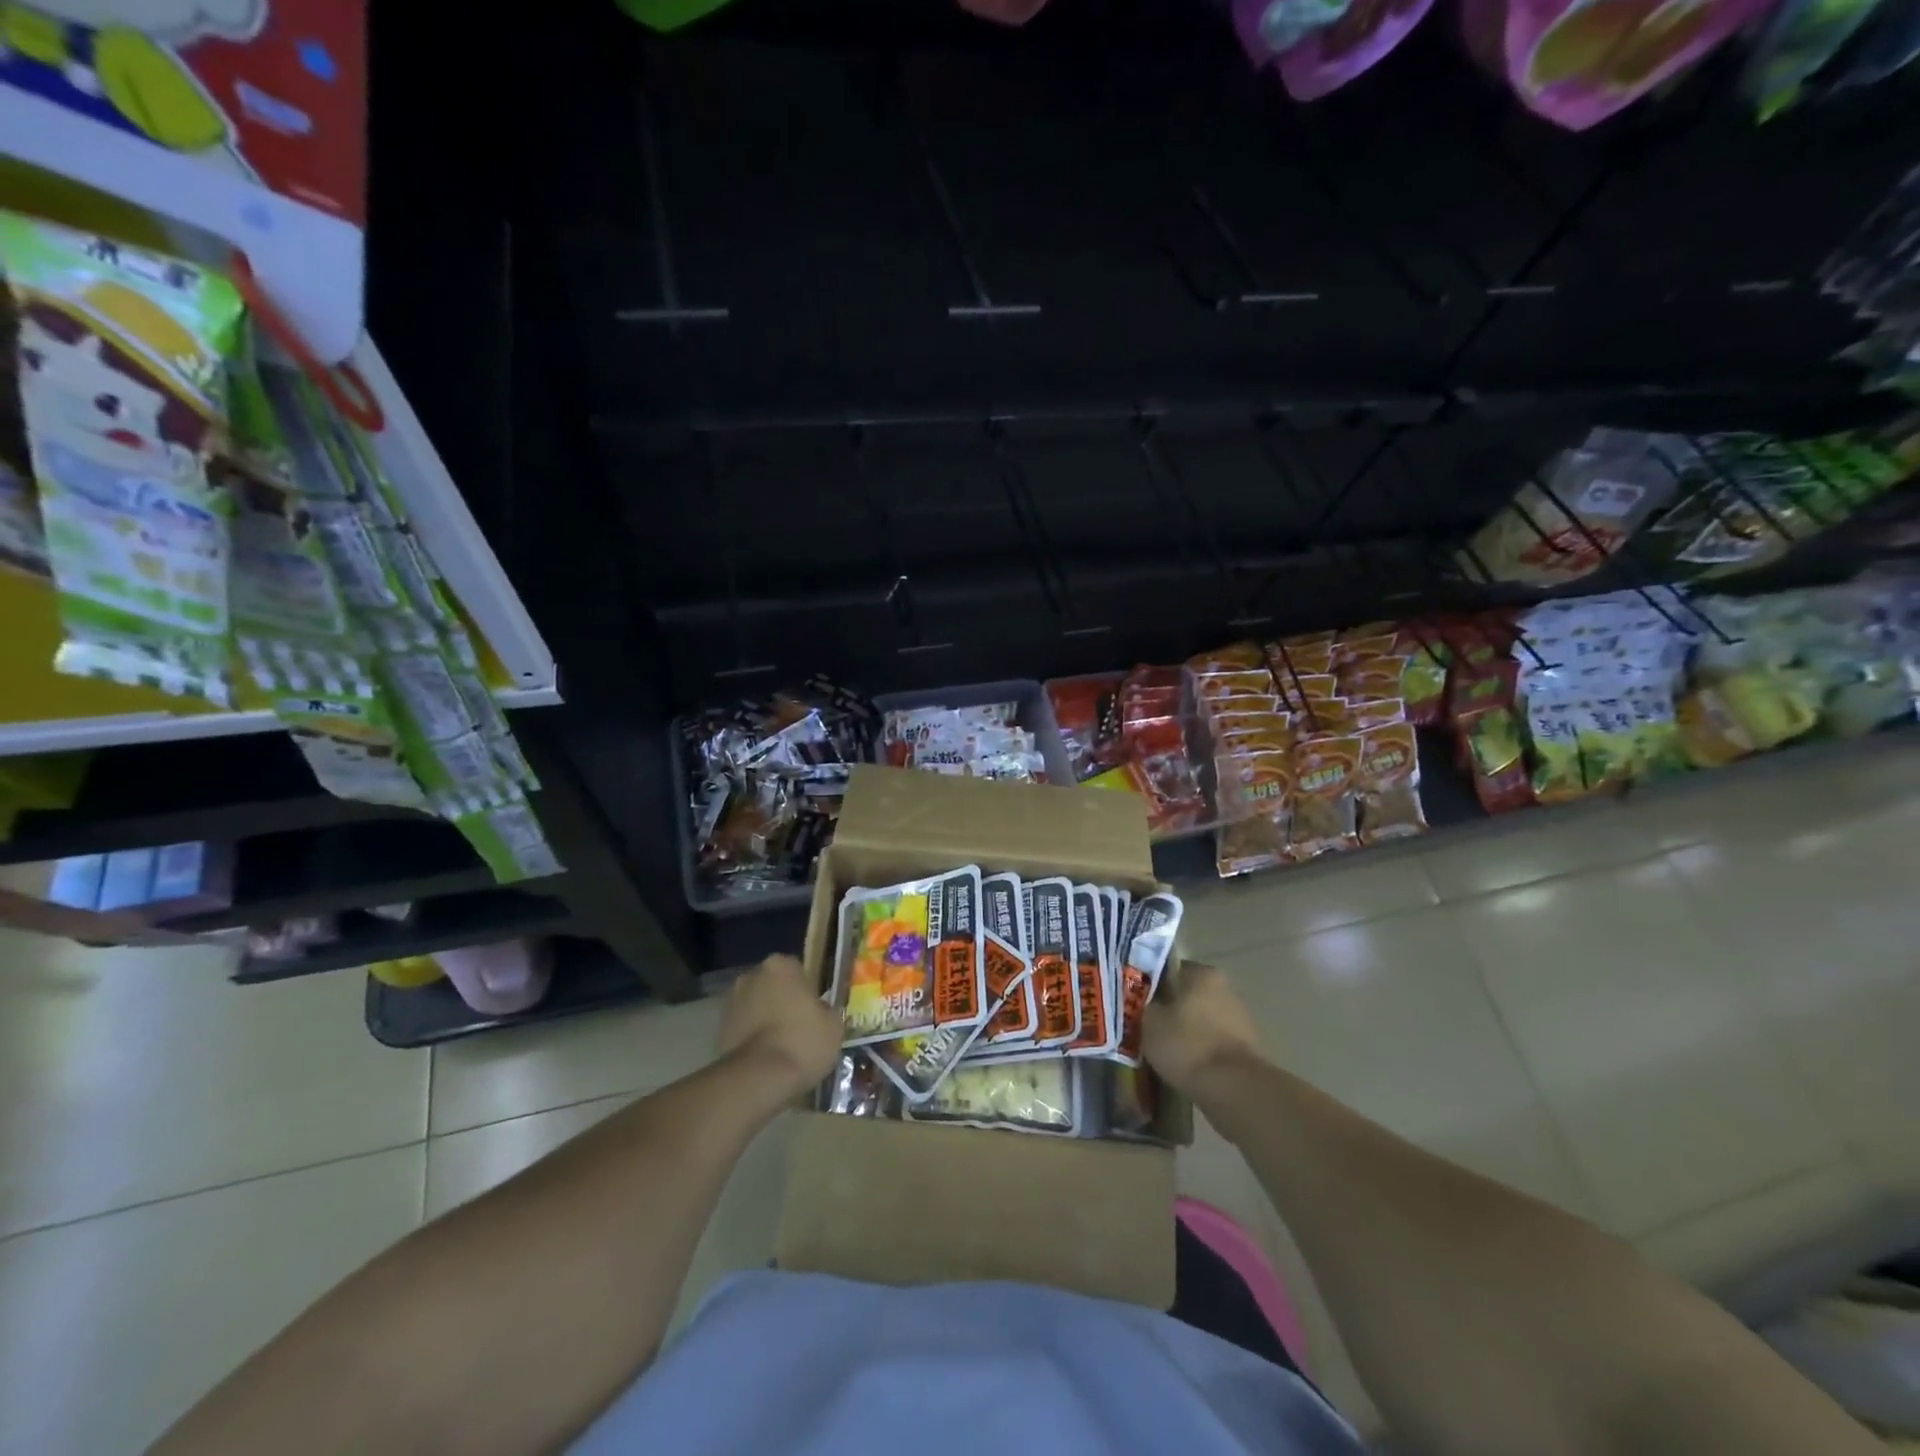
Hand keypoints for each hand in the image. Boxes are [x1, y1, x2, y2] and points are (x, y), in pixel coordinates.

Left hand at [717, 954, 842, 1099]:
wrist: (759, 1078)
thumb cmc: (802, 1041)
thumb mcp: (833, 1023)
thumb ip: (824, 1009)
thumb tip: (817, 1011)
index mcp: (780, 965)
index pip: (796, 969)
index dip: (806, 990)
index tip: (813, 1010)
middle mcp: (751, 976)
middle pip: (772, 986)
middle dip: (781, 1001)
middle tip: (797, 1026)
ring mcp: (731, 1003)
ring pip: (755, 1006)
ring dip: (764, 1019)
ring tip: (780, 1047)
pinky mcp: (718, 1030)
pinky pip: (742, 1028)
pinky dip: (751, 1038)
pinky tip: (765, 1059)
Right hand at [1143, 962, 1262, 1095]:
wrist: (1234, 1090)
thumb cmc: (1187, 1045)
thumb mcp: (1149, 1021)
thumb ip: (1143, 1004)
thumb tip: (1144, 1002)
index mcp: (1202, 973)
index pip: (1168, 969)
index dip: (1149, 987)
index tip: (1137, 1005)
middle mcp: (1225, 988)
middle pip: (1186, 995)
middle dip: (1168, 1010)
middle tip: (1147, 1029)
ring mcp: (1240, 1017)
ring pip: (1200, 1019)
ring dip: (1185, 1031)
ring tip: (1164, 1052)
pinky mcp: (1247, 1047)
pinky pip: (1213, 1042)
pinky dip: (1200, 1050)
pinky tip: (1186, 1066)